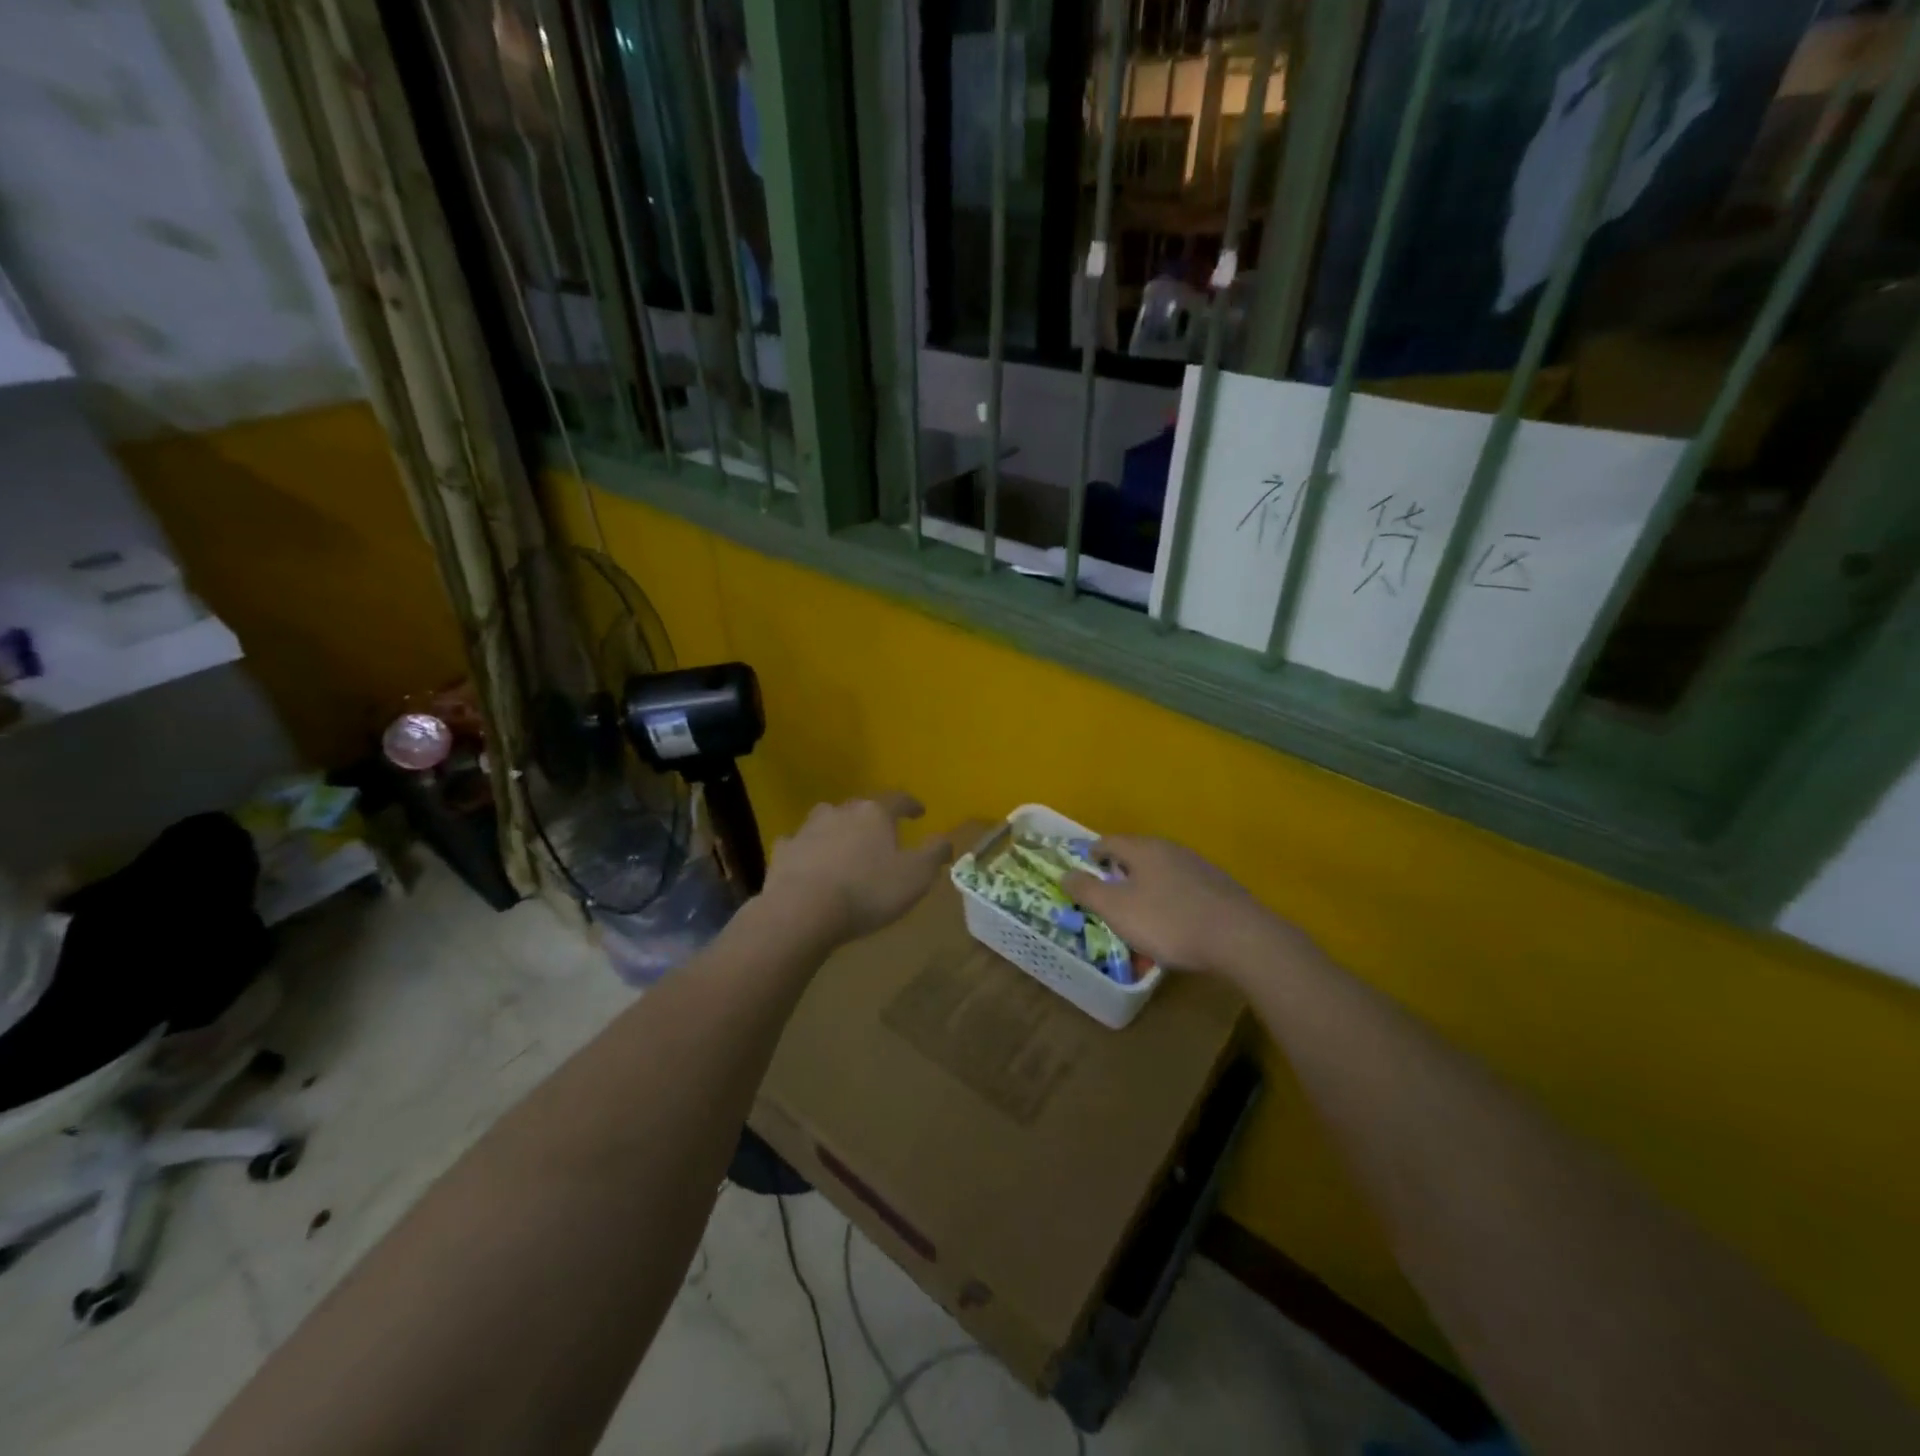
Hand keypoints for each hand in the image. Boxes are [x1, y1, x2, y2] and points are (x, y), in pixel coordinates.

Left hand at [760, 793, 951, 947]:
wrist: (803, 910)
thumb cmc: (868, 891)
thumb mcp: (916, 876)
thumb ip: (934, 853)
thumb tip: (946, 839)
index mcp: (875, 813)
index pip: (898, 799)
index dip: (911, 805)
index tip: (919, 812)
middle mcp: (840, 812)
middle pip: (860, 807)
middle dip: (872, 818)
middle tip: (881, 834)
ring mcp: (808, 829)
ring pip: (827, 820)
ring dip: (838, 829)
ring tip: (844, 846)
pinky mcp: (784, 851)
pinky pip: (799, 844)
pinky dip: (807, 850)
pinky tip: (809, 862)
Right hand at [1062, 836, 1307, 980]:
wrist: (1239, 938)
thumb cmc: (1168, 921)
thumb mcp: (1117, 909)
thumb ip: (1087, 891)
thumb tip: (1065, 874)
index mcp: (1143, 849)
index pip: (1107, 842)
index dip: (1091, 856)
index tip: (1082, 873)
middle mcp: (1170, 849)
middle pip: (1135, 855)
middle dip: (1118, 874)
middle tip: (1107, 898)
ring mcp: (1198, 867)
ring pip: (1160, 873)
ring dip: (1145, 889)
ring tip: (1139, 916)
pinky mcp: (1218, 888)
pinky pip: (1182, 890)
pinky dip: (1169, 903)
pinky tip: (1173, 926)